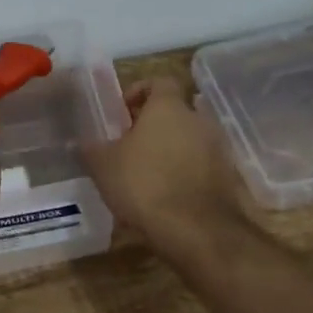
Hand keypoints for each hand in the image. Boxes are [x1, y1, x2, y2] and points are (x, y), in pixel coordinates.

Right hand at [81, 79, 248, 256]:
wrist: (199, 231)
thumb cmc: (145, 185)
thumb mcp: (104, 166)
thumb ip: (93, 148)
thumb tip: (85, 142)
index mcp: (169, 107)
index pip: (159, 81)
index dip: (139, 92)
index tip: (122, 112)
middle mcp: (198, 120)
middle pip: (176, 111)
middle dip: (154, 125)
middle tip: (131, 146)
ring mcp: (218, 148)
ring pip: (190, 139)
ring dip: (171, 150)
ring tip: (147, 175)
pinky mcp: (228, 177)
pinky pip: (201, 166)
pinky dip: (186, 174)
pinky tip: (166, 197)